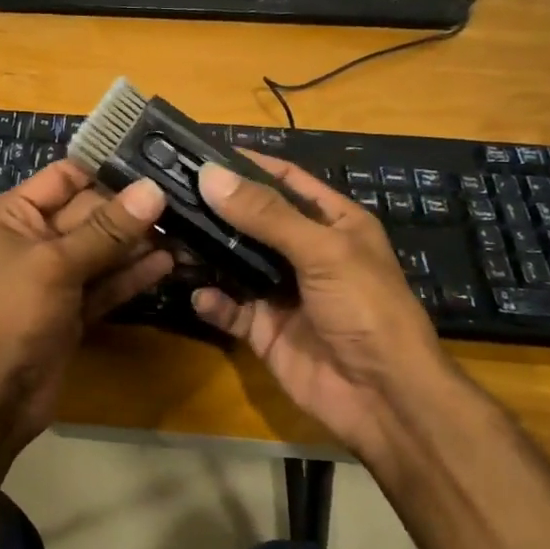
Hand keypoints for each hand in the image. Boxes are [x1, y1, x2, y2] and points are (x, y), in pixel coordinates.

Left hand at [0, 160, 171, 446]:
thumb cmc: (12, 313)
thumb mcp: (56, 263)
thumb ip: (107, 229)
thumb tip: (153, 190)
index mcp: (11, 216)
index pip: (63, 178)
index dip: (104, 168)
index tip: (153, 158)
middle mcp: (32, 240)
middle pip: (88, 213)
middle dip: (130, 208)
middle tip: (182, 196)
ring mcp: (54, 277)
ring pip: (102, 250)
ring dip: (138, 242)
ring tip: (186, 228)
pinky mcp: (73, 309)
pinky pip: (106, 283)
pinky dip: (132, 275)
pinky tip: (168, 263)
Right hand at [190, 154, 462, 467]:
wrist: (383, 397)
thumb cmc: (366, 308)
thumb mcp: (322, 251)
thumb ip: (266, 214)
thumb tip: (210, 175)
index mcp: (332, 223)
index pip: (284, 180)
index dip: (247, 164)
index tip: (199, 151)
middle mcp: (304, 252)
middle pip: (251, 220)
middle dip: (214, 207)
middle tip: (166, 191)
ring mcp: (281, 291)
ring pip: (233, 262)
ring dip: (204, 251)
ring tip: (166, 235)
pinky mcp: (263, 328)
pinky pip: (229, 308)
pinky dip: (211, 301)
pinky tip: (197, 294)